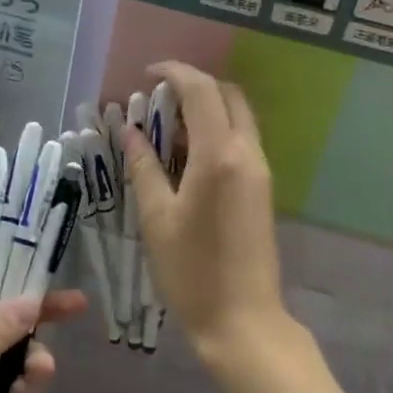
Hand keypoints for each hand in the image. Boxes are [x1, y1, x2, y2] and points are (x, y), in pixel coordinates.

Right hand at [121, 61, 286, 362]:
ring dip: (206, 110)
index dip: (174, 72)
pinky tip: (186, 157)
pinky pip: (240, 143)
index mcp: (219, 155)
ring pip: (237, 119)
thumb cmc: (192, 271)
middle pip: (228, 96)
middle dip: (194, 87)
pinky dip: (215, 134)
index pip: (201, 90)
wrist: (243, 320)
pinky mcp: (262, 190)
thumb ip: (144, 167)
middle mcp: (247, 153)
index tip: (147, 75)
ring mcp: (260, 172)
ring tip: (165, 129)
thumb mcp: (157, 218)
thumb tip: (130, 132)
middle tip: (157, 101)